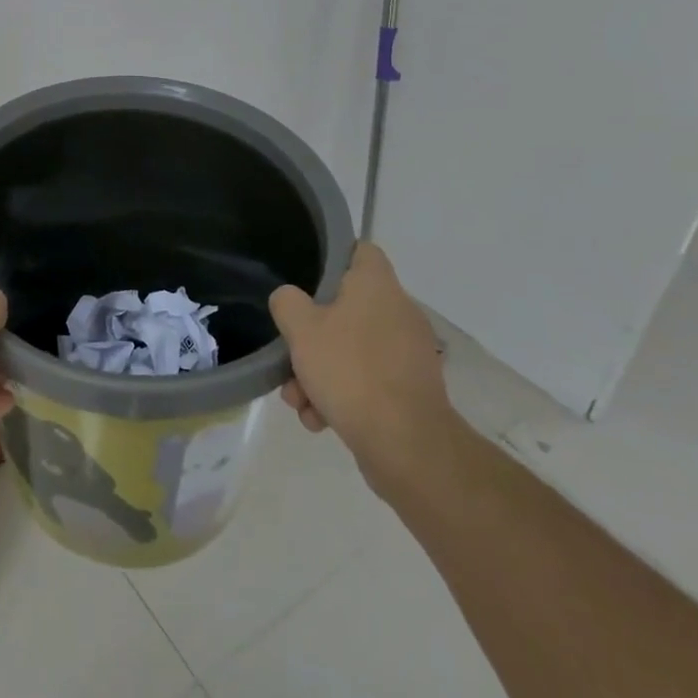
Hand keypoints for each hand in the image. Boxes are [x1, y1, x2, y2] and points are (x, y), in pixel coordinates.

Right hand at [268, 242, 455, 493]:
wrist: (407, 446)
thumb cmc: (350, 370)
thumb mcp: (300, 328)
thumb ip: (287, 302)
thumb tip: (291, 299)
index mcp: (377, 287)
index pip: (361, 250)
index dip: (333, 256)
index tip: (305, 276)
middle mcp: (398, 314)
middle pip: (346, 308)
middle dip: (311, 336)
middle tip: (289, 353)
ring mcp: (407, 355)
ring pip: (351, 350)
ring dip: (319, 372)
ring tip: (298, 400)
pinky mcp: (410, 391)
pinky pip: (366, 381)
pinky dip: (341, 396)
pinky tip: (319, 419)